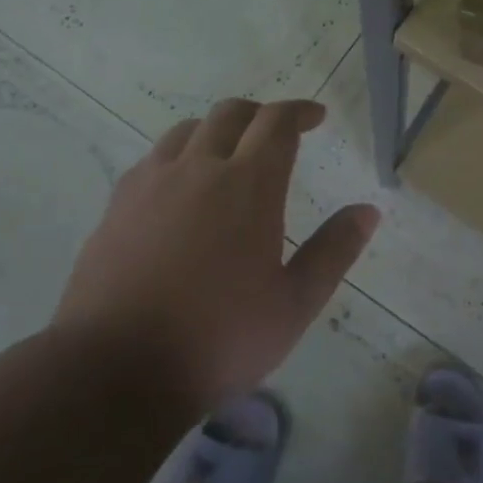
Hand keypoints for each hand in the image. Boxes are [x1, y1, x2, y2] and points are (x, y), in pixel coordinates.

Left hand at [53, 98, 379, 413]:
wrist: (113, 371)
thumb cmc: (218, 339)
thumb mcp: (294, 304)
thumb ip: (334, 251)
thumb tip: (368, 211)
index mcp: (248, 184)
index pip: (277, 122)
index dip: (299, 111)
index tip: (315, 117)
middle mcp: (199, 168)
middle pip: (231, 114)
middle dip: (260, 114)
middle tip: (277, 133)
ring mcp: (151, 183)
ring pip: (187, 131)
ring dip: (216, 131)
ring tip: (228, 156)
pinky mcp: (116, 206)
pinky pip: (153, 160)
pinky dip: (178, 158)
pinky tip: (180, 190)